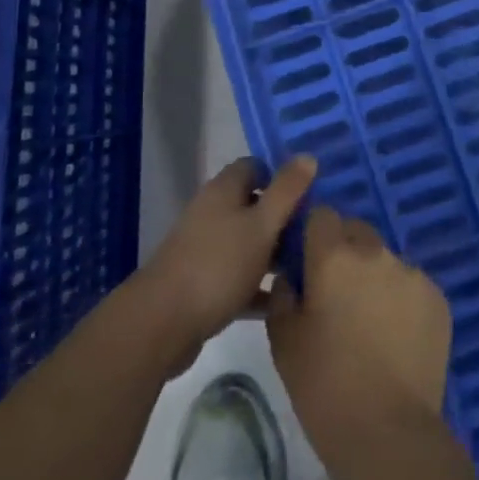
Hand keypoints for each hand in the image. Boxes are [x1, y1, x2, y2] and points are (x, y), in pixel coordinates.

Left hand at [136, 156, 315, 374]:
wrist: (162, 323)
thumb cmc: (218, 265)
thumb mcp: (262, 225)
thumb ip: (286, 191)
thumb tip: (307, 156)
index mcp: (223, 191)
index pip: (255, 167)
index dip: (281, 176)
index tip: (310, 193)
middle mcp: (211, 213)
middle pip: (253, 205)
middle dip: (283, 217)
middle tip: (316, 232)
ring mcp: (204, 249)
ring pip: (247, 243)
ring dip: (273, 253)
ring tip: (309, 267)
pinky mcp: (201, 284)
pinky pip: (237, 277)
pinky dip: (257, 286)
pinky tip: (283, 301)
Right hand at [267, 207, 451, 455]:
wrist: (388, 432)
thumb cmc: (324, 386)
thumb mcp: (283, 341)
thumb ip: (283, 295)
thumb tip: (292, 276)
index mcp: (334, 256)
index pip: (322, 215)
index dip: (313, 235)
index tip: (309, 263)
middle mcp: (376, 253)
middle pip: (357, 231)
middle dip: (345, 251)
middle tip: (337, 295)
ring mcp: (412, 273)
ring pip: (386, 260)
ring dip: (374, 278)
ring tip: (370, 324)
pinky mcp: (437, 297)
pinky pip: (411, 285)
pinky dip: (401, 300)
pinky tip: (396, 338)